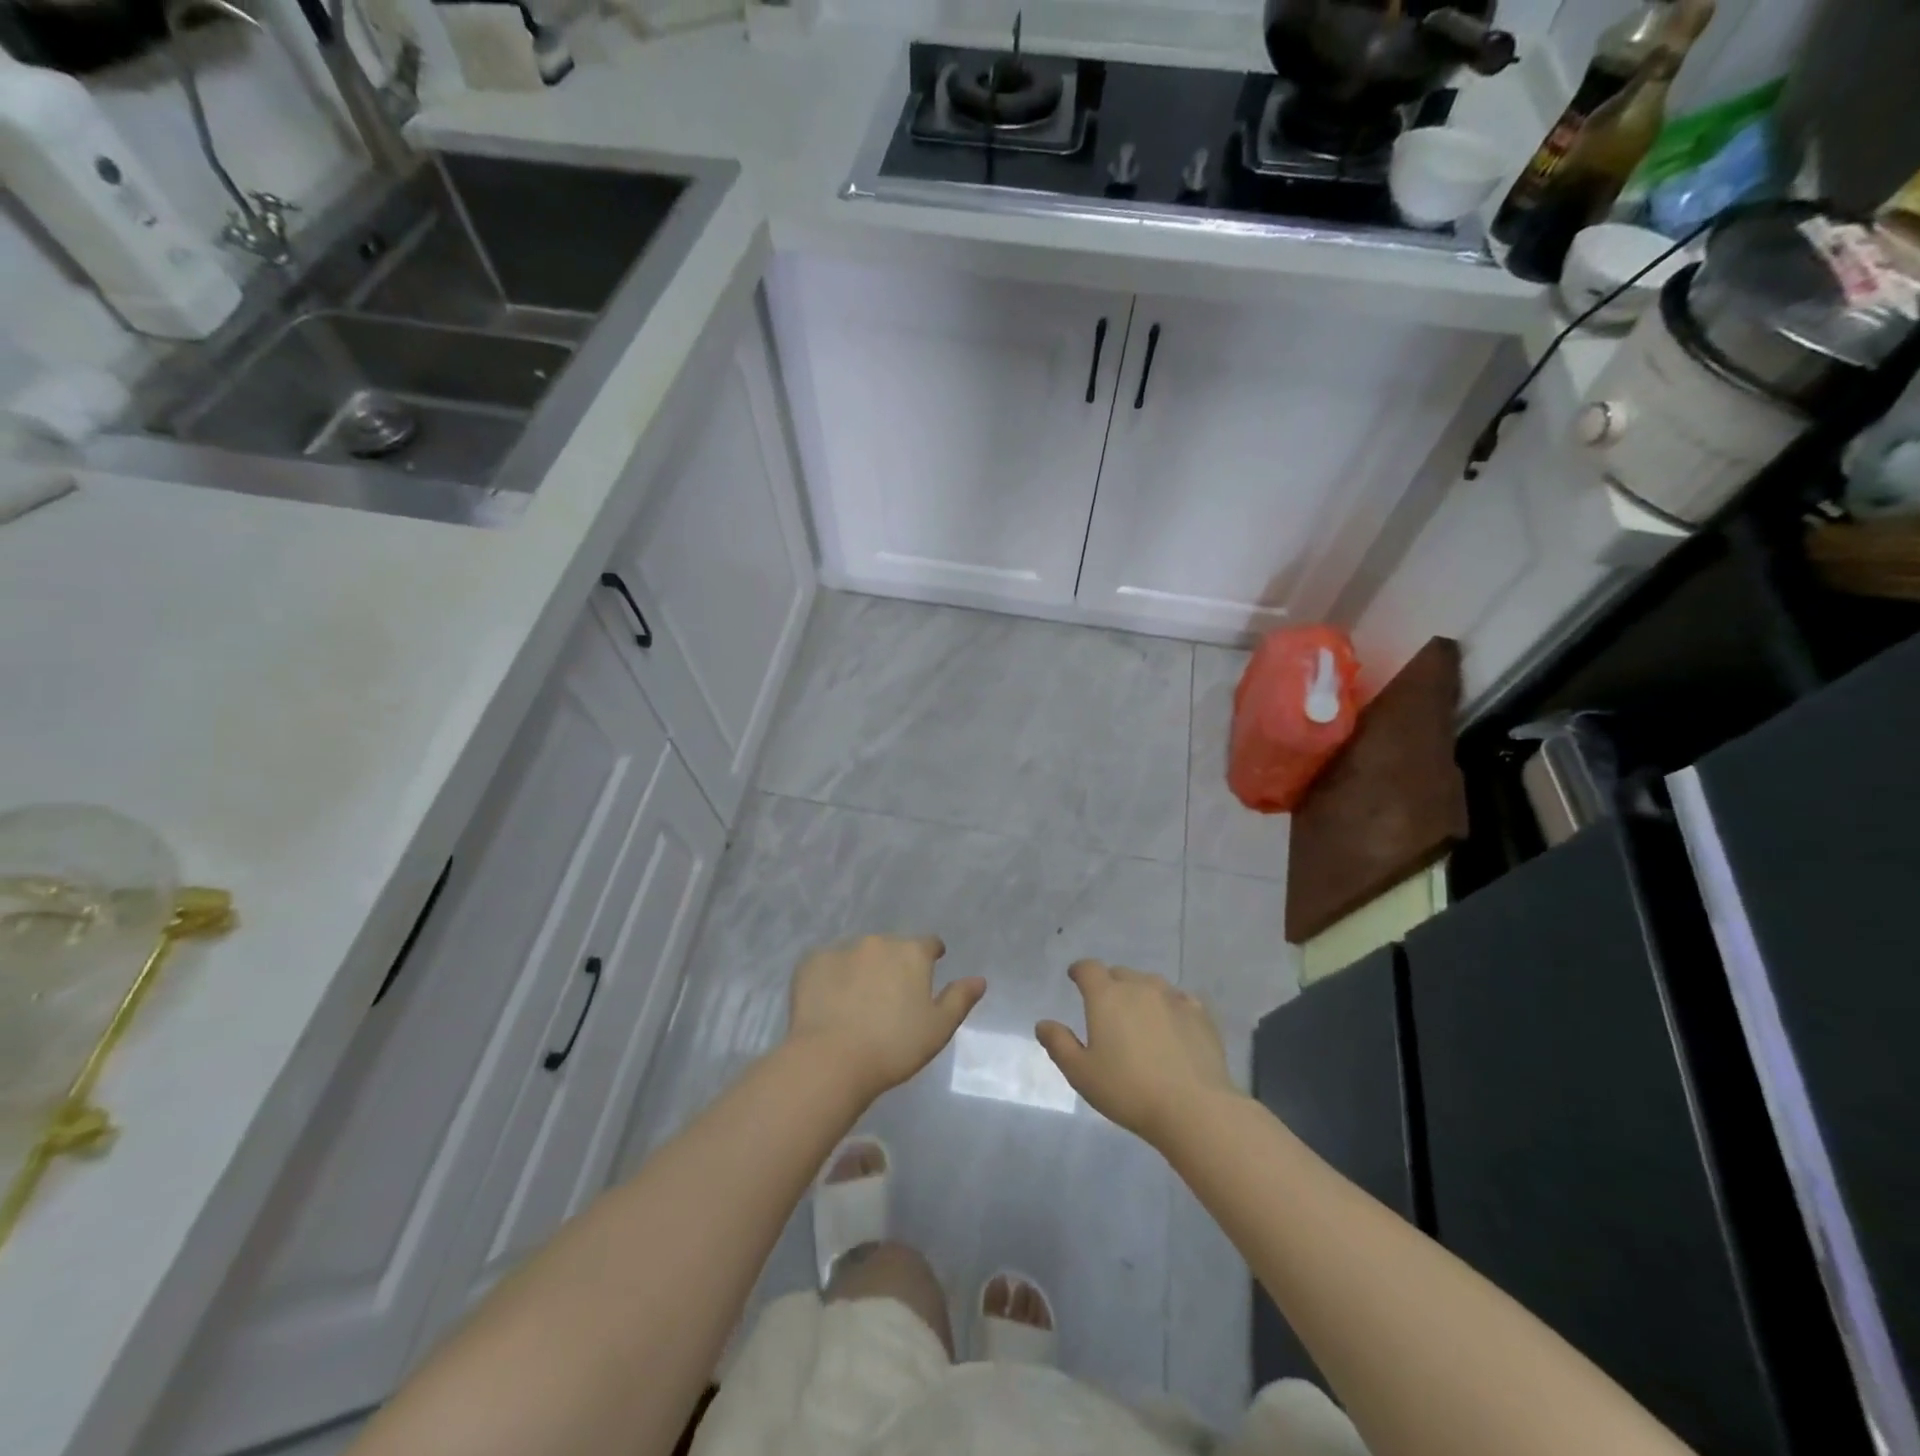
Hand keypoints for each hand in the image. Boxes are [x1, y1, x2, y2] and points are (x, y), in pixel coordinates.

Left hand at [787, 935, 985, 1100]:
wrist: (831, 1060)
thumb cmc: (894, 1047)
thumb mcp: (938, 1028)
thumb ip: (960, 999)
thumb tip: (979, 979)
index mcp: (911, 952)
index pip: (929, 944)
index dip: (931, 956)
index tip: (929, 970)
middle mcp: (878, 942)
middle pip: (891, 948)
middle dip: (893, 965)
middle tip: (889, 997)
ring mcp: (841, 949)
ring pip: (858, 955)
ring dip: (862, 969)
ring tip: (856, 1002)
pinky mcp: (811, 962)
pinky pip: (826, 965)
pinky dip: (830, 977)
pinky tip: (828, 1003)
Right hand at [1037, 960, 1238, 1145]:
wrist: (1193, 1108)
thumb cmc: (1128, 1090)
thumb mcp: (1081, 1074)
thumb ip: (1059, 1044)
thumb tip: (1043, 1024)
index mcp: (1106, 996)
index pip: (1088, 968)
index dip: (1079, 971)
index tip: (1075, 978)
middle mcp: (1139, 987)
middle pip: (1120, 974)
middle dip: (1110, 984)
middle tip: (1107, 1008)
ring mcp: (1173, 998)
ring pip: (1151, 984)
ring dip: (1140, 993)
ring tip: (1140, 1017)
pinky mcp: (1201, 1015)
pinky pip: (1180, 1000)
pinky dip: (1171, 1006)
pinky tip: (1173, 1025)